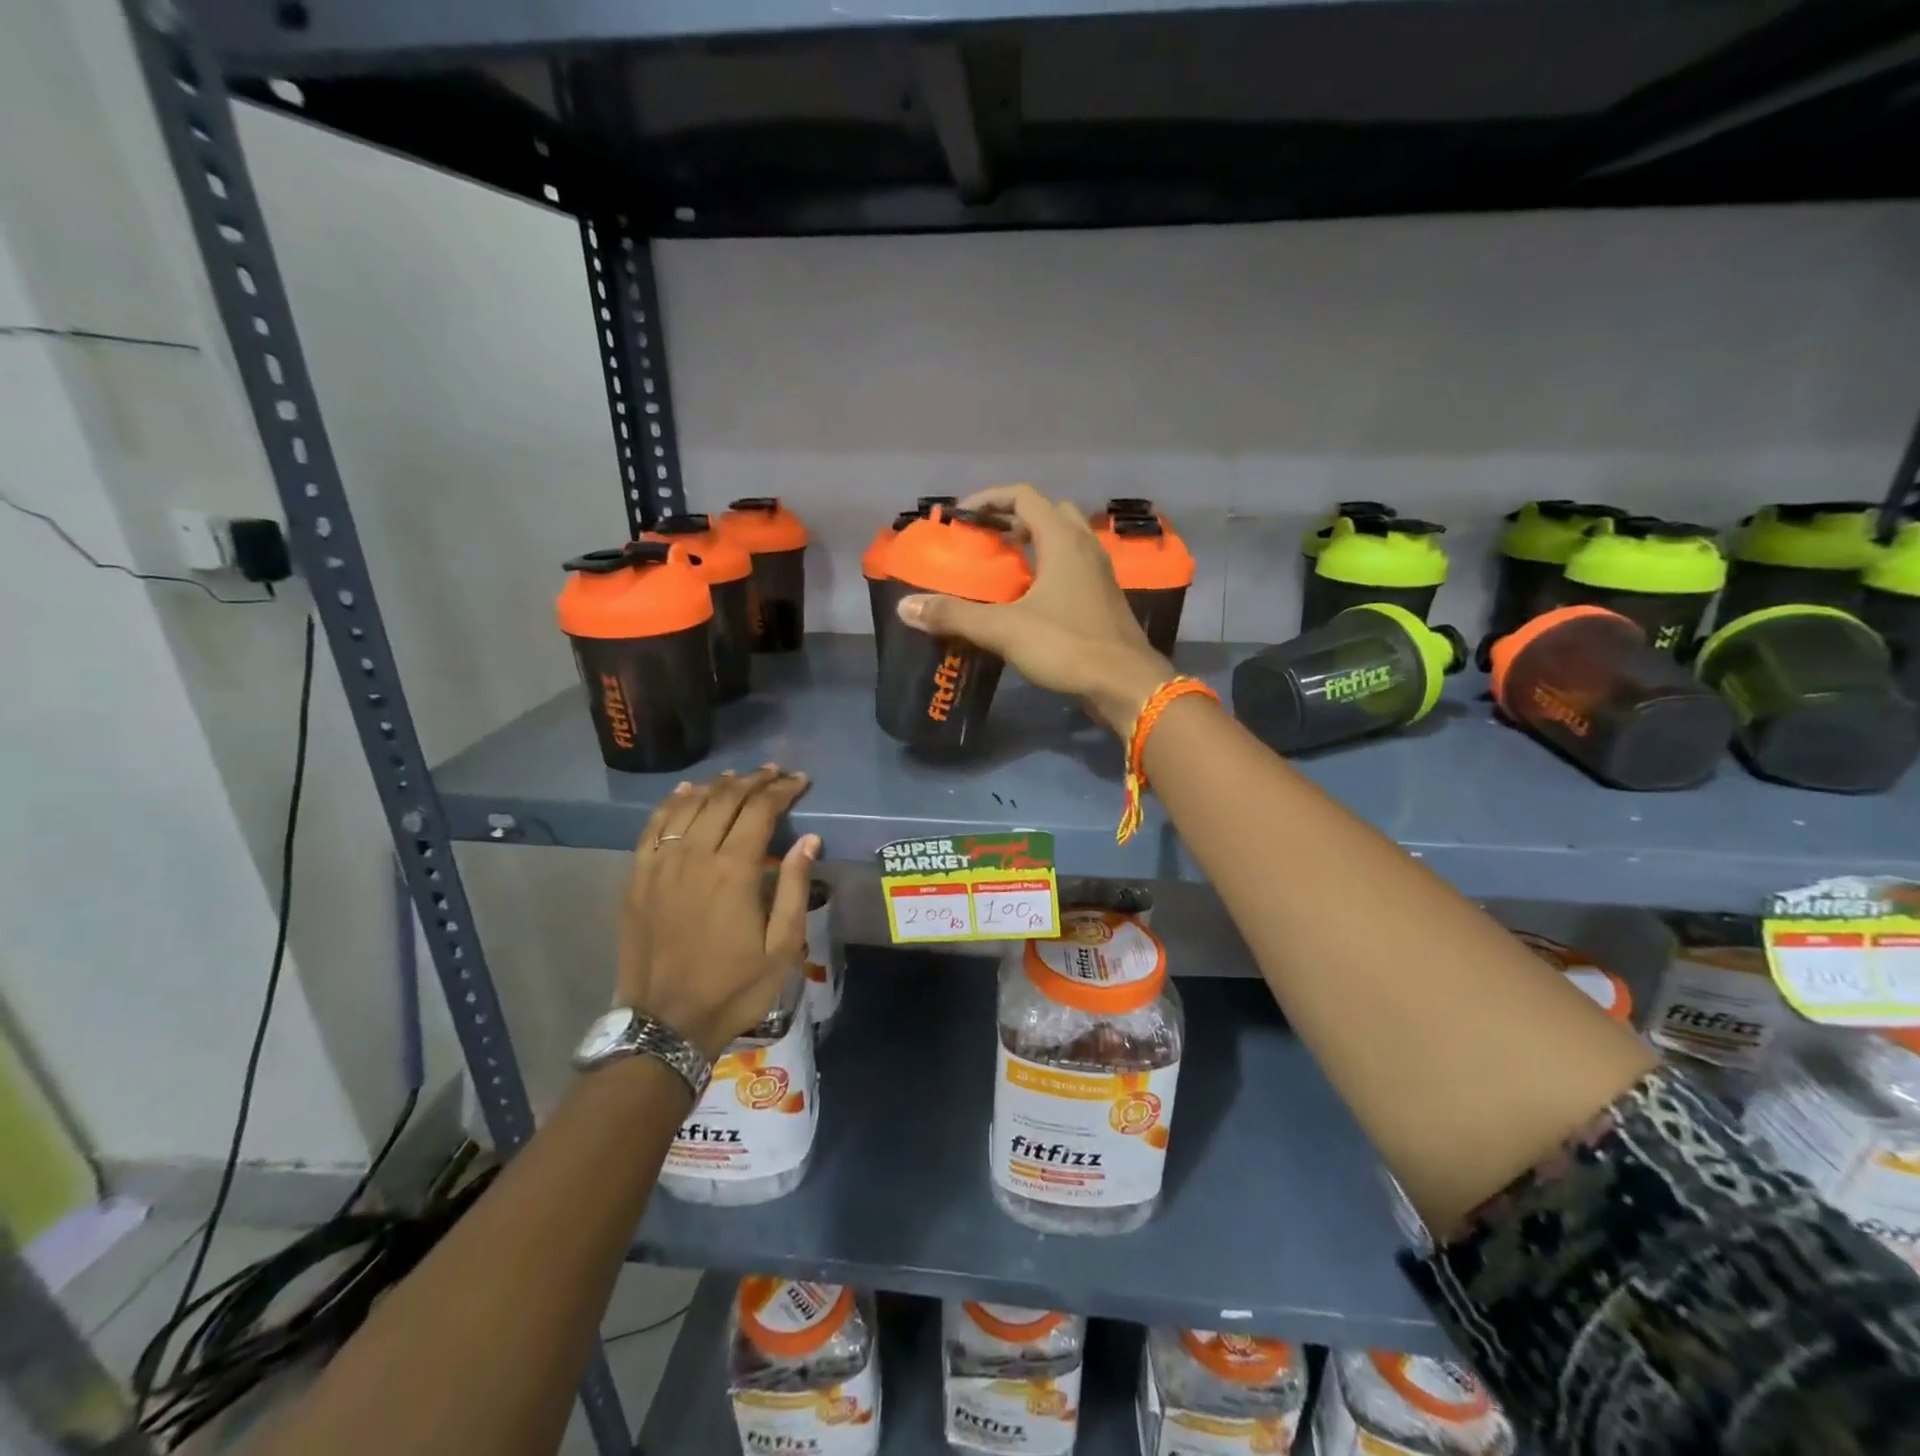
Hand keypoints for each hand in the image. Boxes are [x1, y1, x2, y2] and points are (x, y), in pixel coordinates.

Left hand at [617, 766, 819, 1060]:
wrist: (664, 1025)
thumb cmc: (733, 988)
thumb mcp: (782, 948)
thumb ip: (793, 888)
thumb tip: (809, 840)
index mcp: (733, 871)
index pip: (760, 811)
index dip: (782, 790)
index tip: (800, 781)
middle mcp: (694, 856)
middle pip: (725, 800)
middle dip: (754, 781)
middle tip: (775, 774)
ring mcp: (660, 865)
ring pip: (689, 806)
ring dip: (717, 786)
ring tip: (738, 778)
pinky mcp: (637, 878)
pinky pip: (654, 826)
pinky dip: (673, 803)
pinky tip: (687, 792)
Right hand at [896, 484, 1173, 733]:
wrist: (1126, 684)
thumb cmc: (1067, 646)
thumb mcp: (1004, 629)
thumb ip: (955, 615)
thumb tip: (906, 607)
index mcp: (1062, 540)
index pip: (1024, 496)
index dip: (990, 499)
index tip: (963, 516)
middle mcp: (1085, 547)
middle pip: (1048, 513)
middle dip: (1013, 520)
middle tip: (985, 541)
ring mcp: (1099, 573)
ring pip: (1064, 541)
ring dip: (1034, 545)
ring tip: (1003, 568)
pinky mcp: (1104, 599)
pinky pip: (1073, 568)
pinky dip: (1049, 569)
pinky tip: (1030, 599)